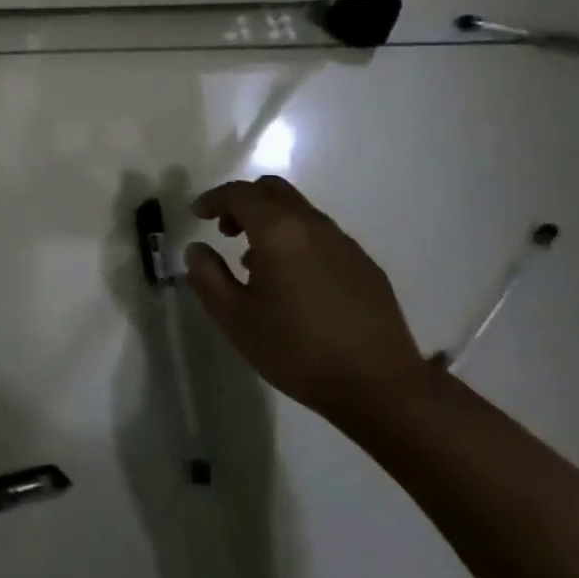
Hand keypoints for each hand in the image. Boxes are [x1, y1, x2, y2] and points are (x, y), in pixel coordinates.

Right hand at [185, 176, 426, 425]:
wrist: (381, 387)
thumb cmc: (297, 350)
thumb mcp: (236, 319)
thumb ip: (208, 277)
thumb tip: (197, 250)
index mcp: (278, 232)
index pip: (240, 194)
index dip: (214, 198)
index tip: (198, 214)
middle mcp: (313, 226)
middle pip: (274, 191)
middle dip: (244, 202)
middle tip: (226, 230)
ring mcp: (345, 244)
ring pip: (300, 213)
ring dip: (272, 223)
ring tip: (256, 264)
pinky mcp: (366, 266)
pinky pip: (322, 237)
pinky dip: (298, 242)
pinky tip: (295, 284)